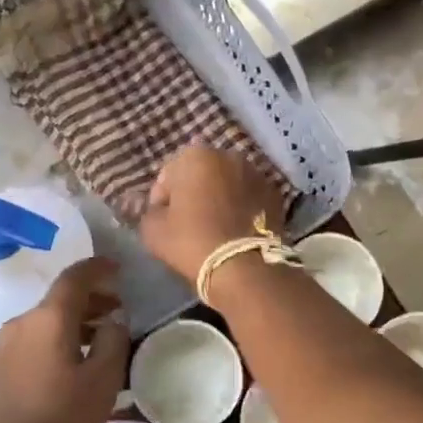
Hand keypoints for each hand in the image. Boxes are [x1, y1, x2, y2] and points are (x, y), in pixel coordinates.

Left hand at [0, 258, 129, 422]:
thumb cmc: (58, 420)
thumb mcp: (102, 381)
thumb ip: (113, 341)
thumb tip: (114, 318)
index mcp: (48, 318)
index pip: (75, 277)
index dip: (98, 268)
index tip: (118, 268)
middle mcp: (22, 322)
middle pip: (60, 299)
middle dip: (91, 300)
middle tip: (118, 310)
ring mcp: (4, 346)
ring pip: (47, 321)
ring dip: (75, 323)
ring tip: (100, 340)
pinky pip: (35, 340)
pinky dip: (58, 339)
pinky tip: (72, 363)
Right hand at [140, 145, 286, 283]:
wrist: (243, 266)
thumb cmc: (191, 241)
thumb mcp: (153, 230)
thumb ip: (148, 211)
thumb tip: (156, 208)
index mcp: (195, 155)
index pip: (168, 175)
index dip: (162, 199)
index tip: (163, 221)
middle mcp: (228, 155)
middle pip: (201, 174)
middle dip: (193, 192)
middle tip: (189, 222)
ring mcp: (256, 173)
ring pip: (228, 184)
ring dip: (219, 197)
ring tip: (215, 226)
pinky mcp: (275, 194)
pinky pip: (249, 197)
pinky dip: (242, 207)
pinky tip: (236, 229)